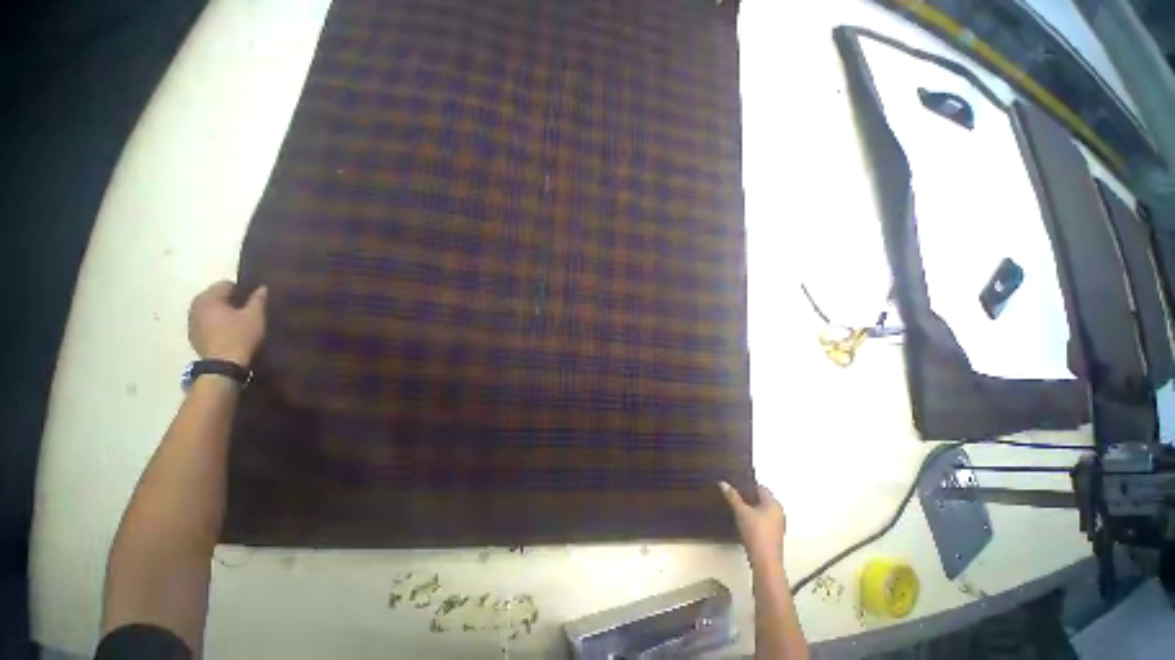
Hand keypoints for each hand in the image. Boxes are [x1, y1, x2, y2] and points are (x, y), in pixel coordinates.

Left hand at [188, 280, 267, 365]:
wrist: (223, 365)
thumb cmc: (240, 336)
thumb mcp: (255, 316)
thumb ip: (258, 300)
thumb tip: (262, 287)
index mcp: (209, 298)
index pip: (224, 284)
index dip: (240, 289)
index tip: (251, 299)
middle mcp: (195, 305)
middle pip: (213, 295)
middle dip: (227, 300)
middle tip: (245, 310)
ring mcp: (191, 320)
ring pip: (207, 308)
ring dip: (219, 311)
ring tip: (235, 321)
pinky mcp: (192, 334)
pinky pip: (204, 321)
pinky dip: (213, 322)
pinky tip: (225, 331)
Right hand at [719, 481, 784, 569]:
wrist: (765, 562)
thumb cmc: (756, 533)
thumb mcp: (741, 512)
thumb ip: (732, 496)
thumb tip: (723, 483)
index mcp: (774, 504)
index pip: (760, 487)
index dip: (747, 485)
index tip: (734, 484)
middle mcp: (778, 513)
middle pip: (761, 499)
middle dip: (748, 496)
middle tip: (733, 494)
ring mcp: (777, 525)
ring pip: (761, 510)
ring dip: (750, 508)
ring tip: (735, 507)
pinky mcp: (773, 536)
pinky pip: (762, 520)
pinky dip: (753, 518)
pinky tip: (742, 521)